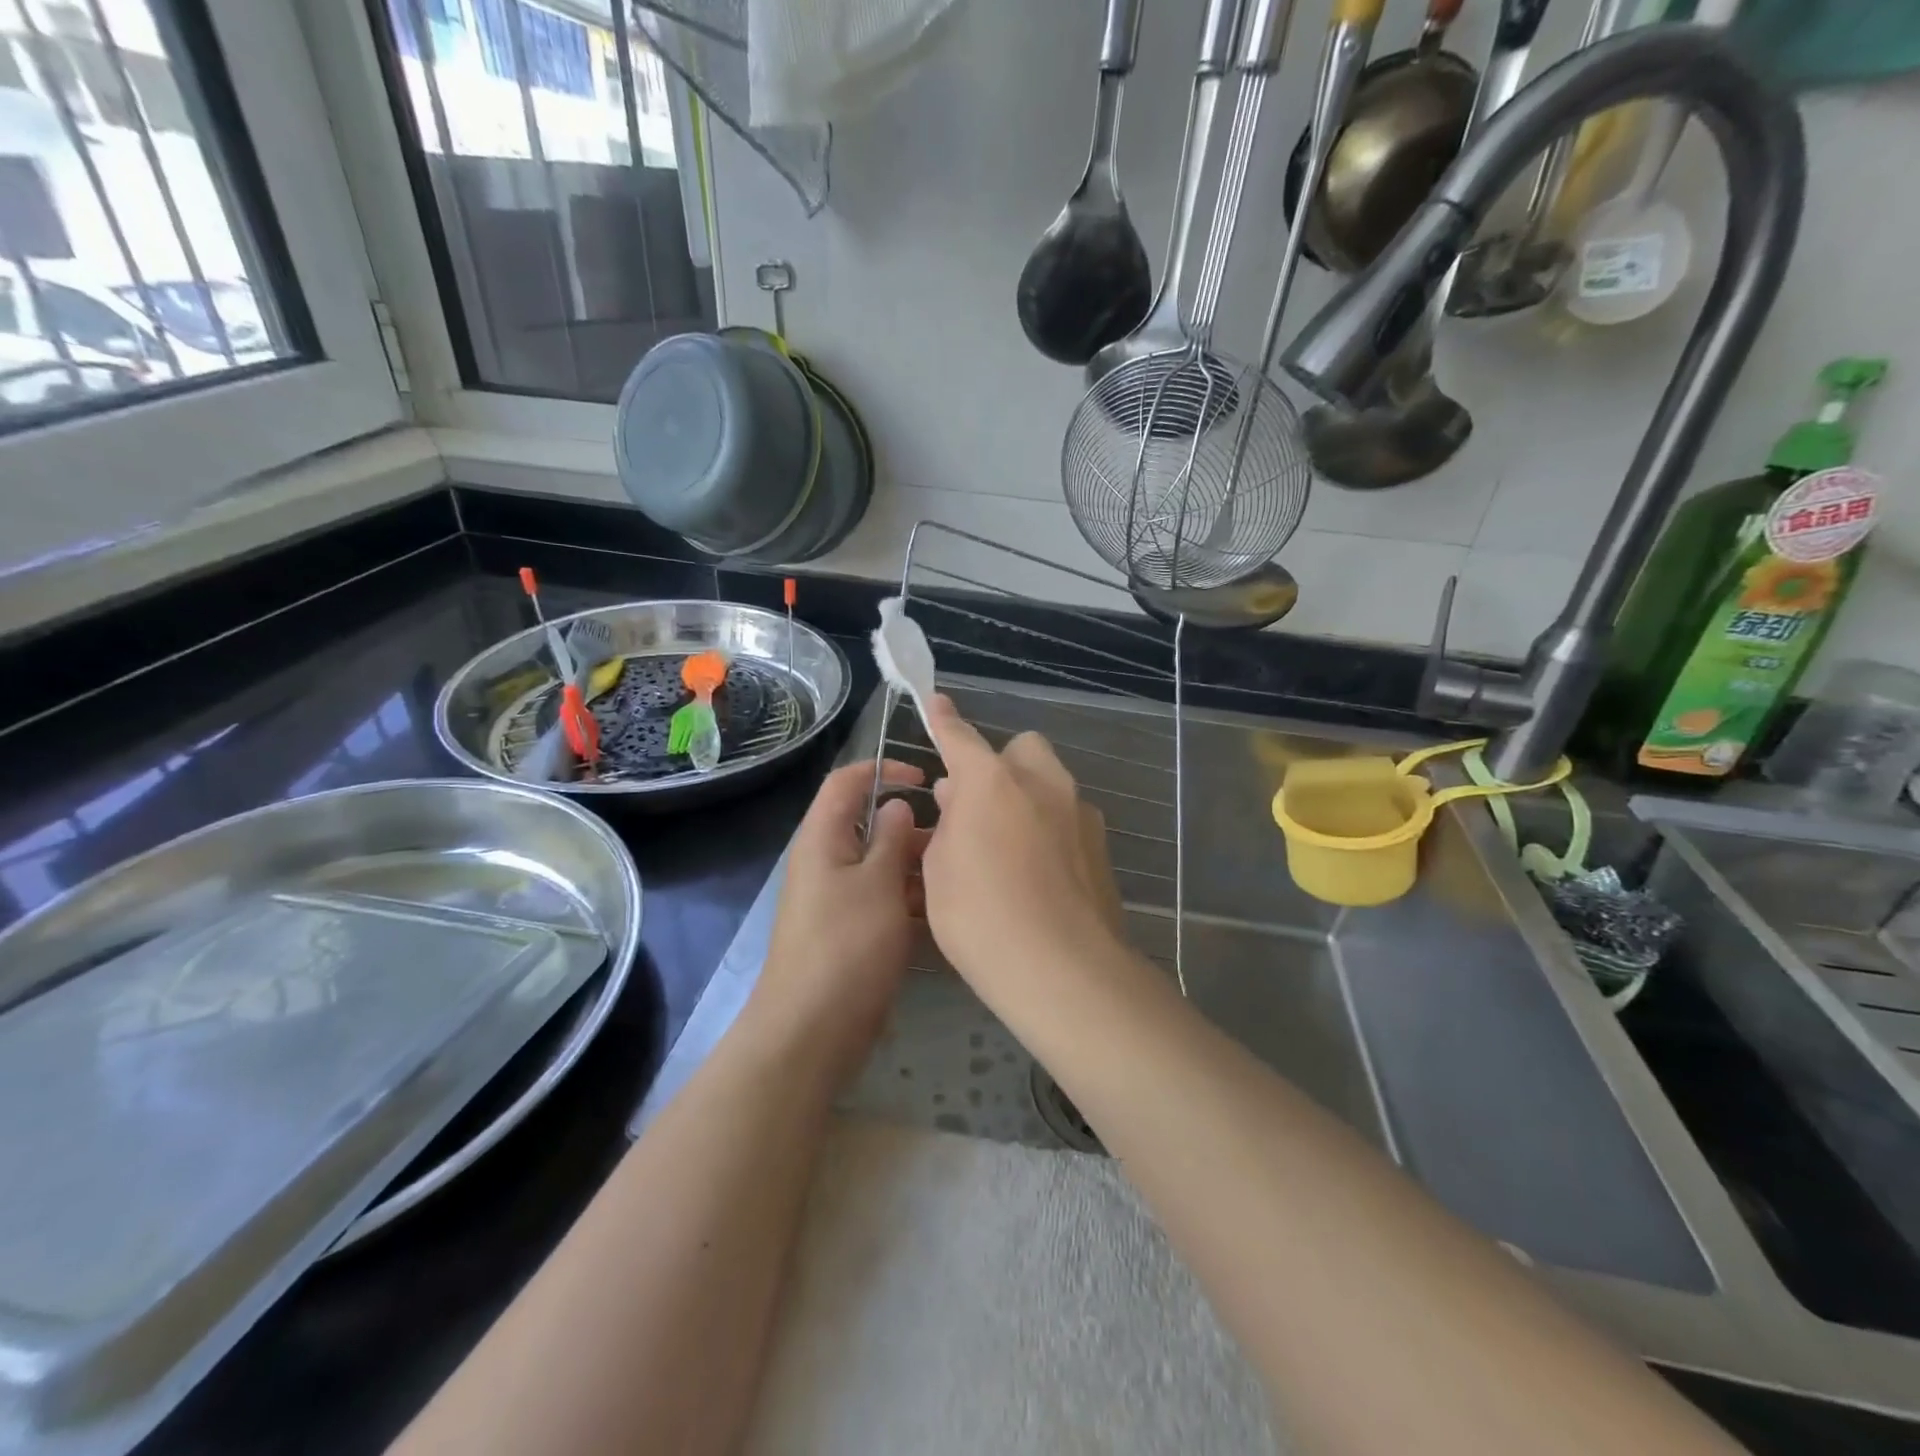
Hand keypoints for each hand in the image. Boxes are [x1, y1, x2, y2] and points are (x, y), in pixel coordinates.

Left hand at [746, 760, 925, 1083]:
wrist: (813, 1030)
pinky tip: (946, 909)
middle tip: (955, 836)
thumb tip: (895, 804)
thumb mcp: (877, 883)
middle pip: (869, 824)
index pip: (846, 781)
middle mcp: (827, 862)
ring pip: (881, 865)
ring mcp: (839, 899)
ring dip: (915, 865)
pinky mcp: (852, 931)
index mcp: (823, 839)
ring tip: (958, 873)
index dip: (883, 769)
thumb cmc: (847, 946)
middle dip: (910, 826)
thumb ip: (890, 838)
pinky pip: (883, 899)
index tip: (925, 779)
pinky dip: (910, 899)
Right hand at [922, 695, 1124, 998]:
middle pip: (1021, 750)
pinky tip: (1039, 874)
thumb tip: (958, 798)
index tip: (937, 703)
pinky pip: (1067, 819)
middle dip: (1000, 765)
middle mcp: (1042, 783)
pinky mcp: (1102, 845)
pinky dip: (1049, 829)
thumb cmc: (981, 917)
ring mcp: (1079, 812)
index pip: (961, 738)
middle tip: (977, 807)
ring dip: (1026, 798)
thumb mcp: (940, 870)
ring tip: (1007, 847)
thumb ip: (948, 823)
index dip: (945, 721)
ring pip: (1049, 784)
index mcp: (992, 782)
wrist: (1063, 969)